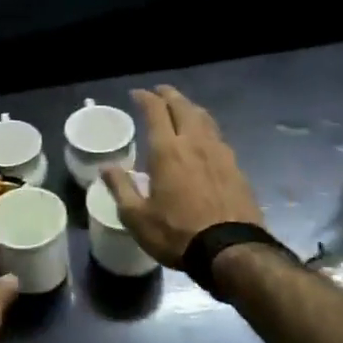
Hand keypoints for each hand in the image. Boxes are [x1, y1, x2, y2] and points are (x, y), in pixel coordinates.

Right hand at [102, 85, 264, 266]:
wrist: (231, 250)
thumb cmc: (177, 233)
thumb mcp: (137, 217)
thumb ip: (121, 188)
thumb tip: (106, 168)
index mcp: (167, 151)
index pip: (156, 111)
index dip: (145, 98)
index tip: (137, 94)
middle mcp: (195, 143)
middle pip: (183, 107)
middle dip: (170, 95)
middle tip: (160, 92)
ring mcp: (220, 153)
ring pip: (204, 118)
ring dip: (190, 108)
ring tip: (182, 108)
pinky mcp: (236, 167)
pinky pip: (217, 136)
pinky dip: (205, 127)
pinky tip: (204, 138)